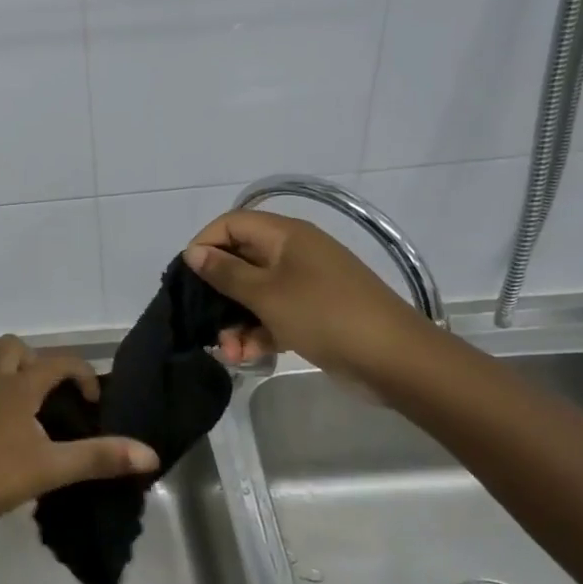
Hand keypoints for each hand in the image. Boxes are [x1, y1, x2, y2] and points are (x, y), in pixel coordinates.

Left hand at [0, 335, 159, 534]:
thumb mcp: (48, 469)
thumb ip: (97, 458)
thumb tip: (149, 452)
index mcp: (16, 386)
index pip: (58, 360)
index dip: (82, 373)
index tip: (92, 403)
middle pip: (15, 349)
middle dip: (38, 365)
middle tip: (50, 402)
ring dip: (11, 387)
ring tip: (26, 429)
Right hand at [184, 210, 434, 383]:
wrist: (395, 359)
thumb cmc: (325, 315)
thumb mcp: (267, 294)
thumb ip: (226, 273)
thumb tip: (193, 252)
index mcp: (285, 235)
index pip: (231, 224)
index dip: (205, 244)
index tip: (187, 277)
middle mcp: (294, 253)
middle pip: (240, 261)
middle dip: (218, 294)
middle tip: (203, 321)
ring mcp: (305, 284)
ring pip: (255, 294)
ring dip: (235, 321)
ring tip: (229, 352)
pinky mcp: (313, 313)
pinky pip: (274, 315)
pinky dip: (258, 333)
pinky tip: (247, 357)